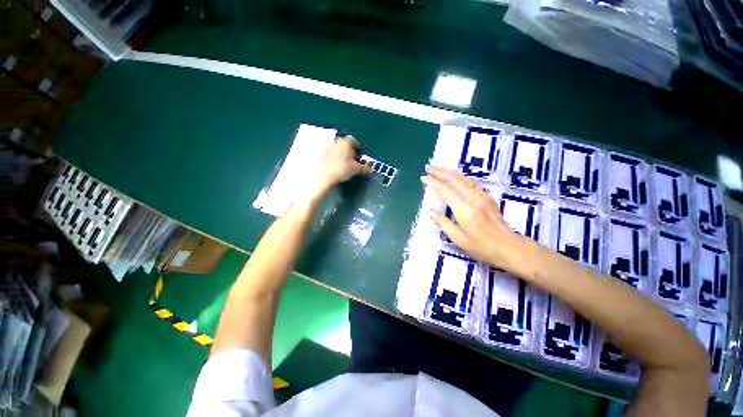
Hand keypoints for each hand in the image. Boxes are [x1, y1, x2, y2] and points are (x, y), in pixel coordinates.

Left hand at [306, 135, 369, 199]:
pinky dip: (334, 159)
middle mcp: (336, 142)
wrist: (324, 177)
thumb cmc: (343, 169)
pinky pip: (330, 155)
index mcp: (345, 142)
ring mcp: (327, 148)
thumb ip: (365, 168)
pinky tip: (336, 168)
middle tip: (353, 161)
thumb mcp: (357, 169)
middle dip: (349, 151)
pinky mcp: (321, 156)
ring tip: (344, 166)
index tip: (359, 156)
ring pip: (337, 149)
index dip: (358, 148)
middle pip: (345, 144)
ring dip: (341, 155)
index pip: (353, 140)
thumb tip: (372, 170)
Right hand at [422, 167, 534, 275]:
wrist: (509, 247)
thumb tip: (430, 211)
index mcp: (464, 209)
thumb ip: (443, 223)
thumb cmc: (482, 247)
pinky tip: (455, 177)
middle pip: (454, 179)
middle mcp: (473, 198)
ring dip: (450, 172)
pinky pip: (471, 182)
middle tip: (428, 168)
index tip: (423, 178)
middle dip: (440, 172)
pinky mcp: (487, 197)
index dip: (433, 183)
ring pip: (463, 178)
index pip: (445, 190)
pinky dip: (460, 176)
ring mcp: (482, 196)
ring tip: (438, 169)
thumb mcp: (458, 239)